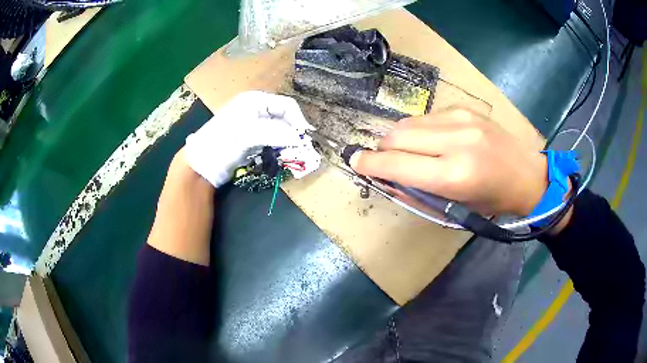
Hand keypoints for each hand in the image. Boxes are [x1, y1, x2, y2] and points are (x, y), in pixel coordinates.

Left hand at [184, 91, 313, 186]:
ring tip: (293, 153)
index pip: (286, 105)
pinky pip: (272, 138)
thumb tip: (299, 138)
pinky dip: (279, 146)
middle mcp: (256, 108)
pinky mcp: (251, 137)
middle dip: (294, 131)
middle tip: (302, 148)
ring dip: (287, 140)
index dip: (298, 120)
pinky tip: (280, 154)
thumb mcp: (248, 135)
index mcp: (255, 100)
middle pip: (284, 116)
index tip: (305, 138)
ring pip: (279, 128)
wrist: (202, 162)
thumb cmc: (222, 143)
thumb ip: (275, 134)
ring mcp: (253, 123)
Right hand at [350, 109, 547, 215]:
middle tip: (385, 162)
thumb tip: (384, 177)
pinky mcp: (465, 108)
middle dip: (382, 150)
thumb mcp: (454, 208)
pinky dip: (419, 130)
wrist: (528, 175)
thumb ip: (415, 191)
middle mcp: (456, 140)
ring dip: (400, 139)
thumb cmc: (492, 201)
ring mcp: (461, 119)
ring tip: (410, 153)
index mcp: (454, 174)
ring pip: (409, 122)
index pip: (397, 164)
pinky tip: (431, 141)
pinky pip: (427, 117)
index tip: (355, 162)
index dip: (370, 164)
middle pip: (397, 135)